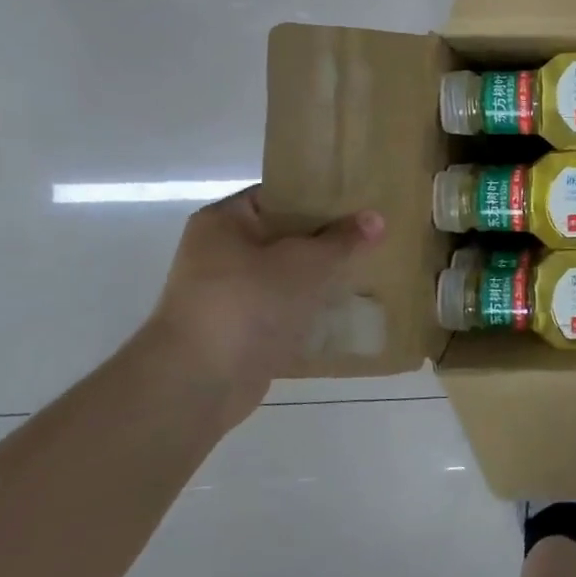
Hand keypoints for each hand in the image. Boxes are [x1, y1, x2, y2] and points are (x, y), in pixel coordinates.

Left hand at [143, 187, 383, 425]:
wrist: (200, 381)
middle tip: (371, 236)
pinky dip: (309, 309)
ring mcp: (228, 294)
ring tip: (366, 270)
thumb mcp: (305, 262)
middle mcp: (220, 252)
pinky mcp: (240, 330)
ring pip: (286, 275)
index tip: (358, 202)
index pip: (278, 195)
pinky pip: (283, 309)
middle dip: (326, 239)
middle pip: (284, 236)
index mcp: (224, 221)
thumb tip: (376, 218)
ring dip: (320, 277)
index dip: (319, 196)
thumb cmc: (248, 302)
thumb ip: (342, 240)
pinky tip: (345, 309)